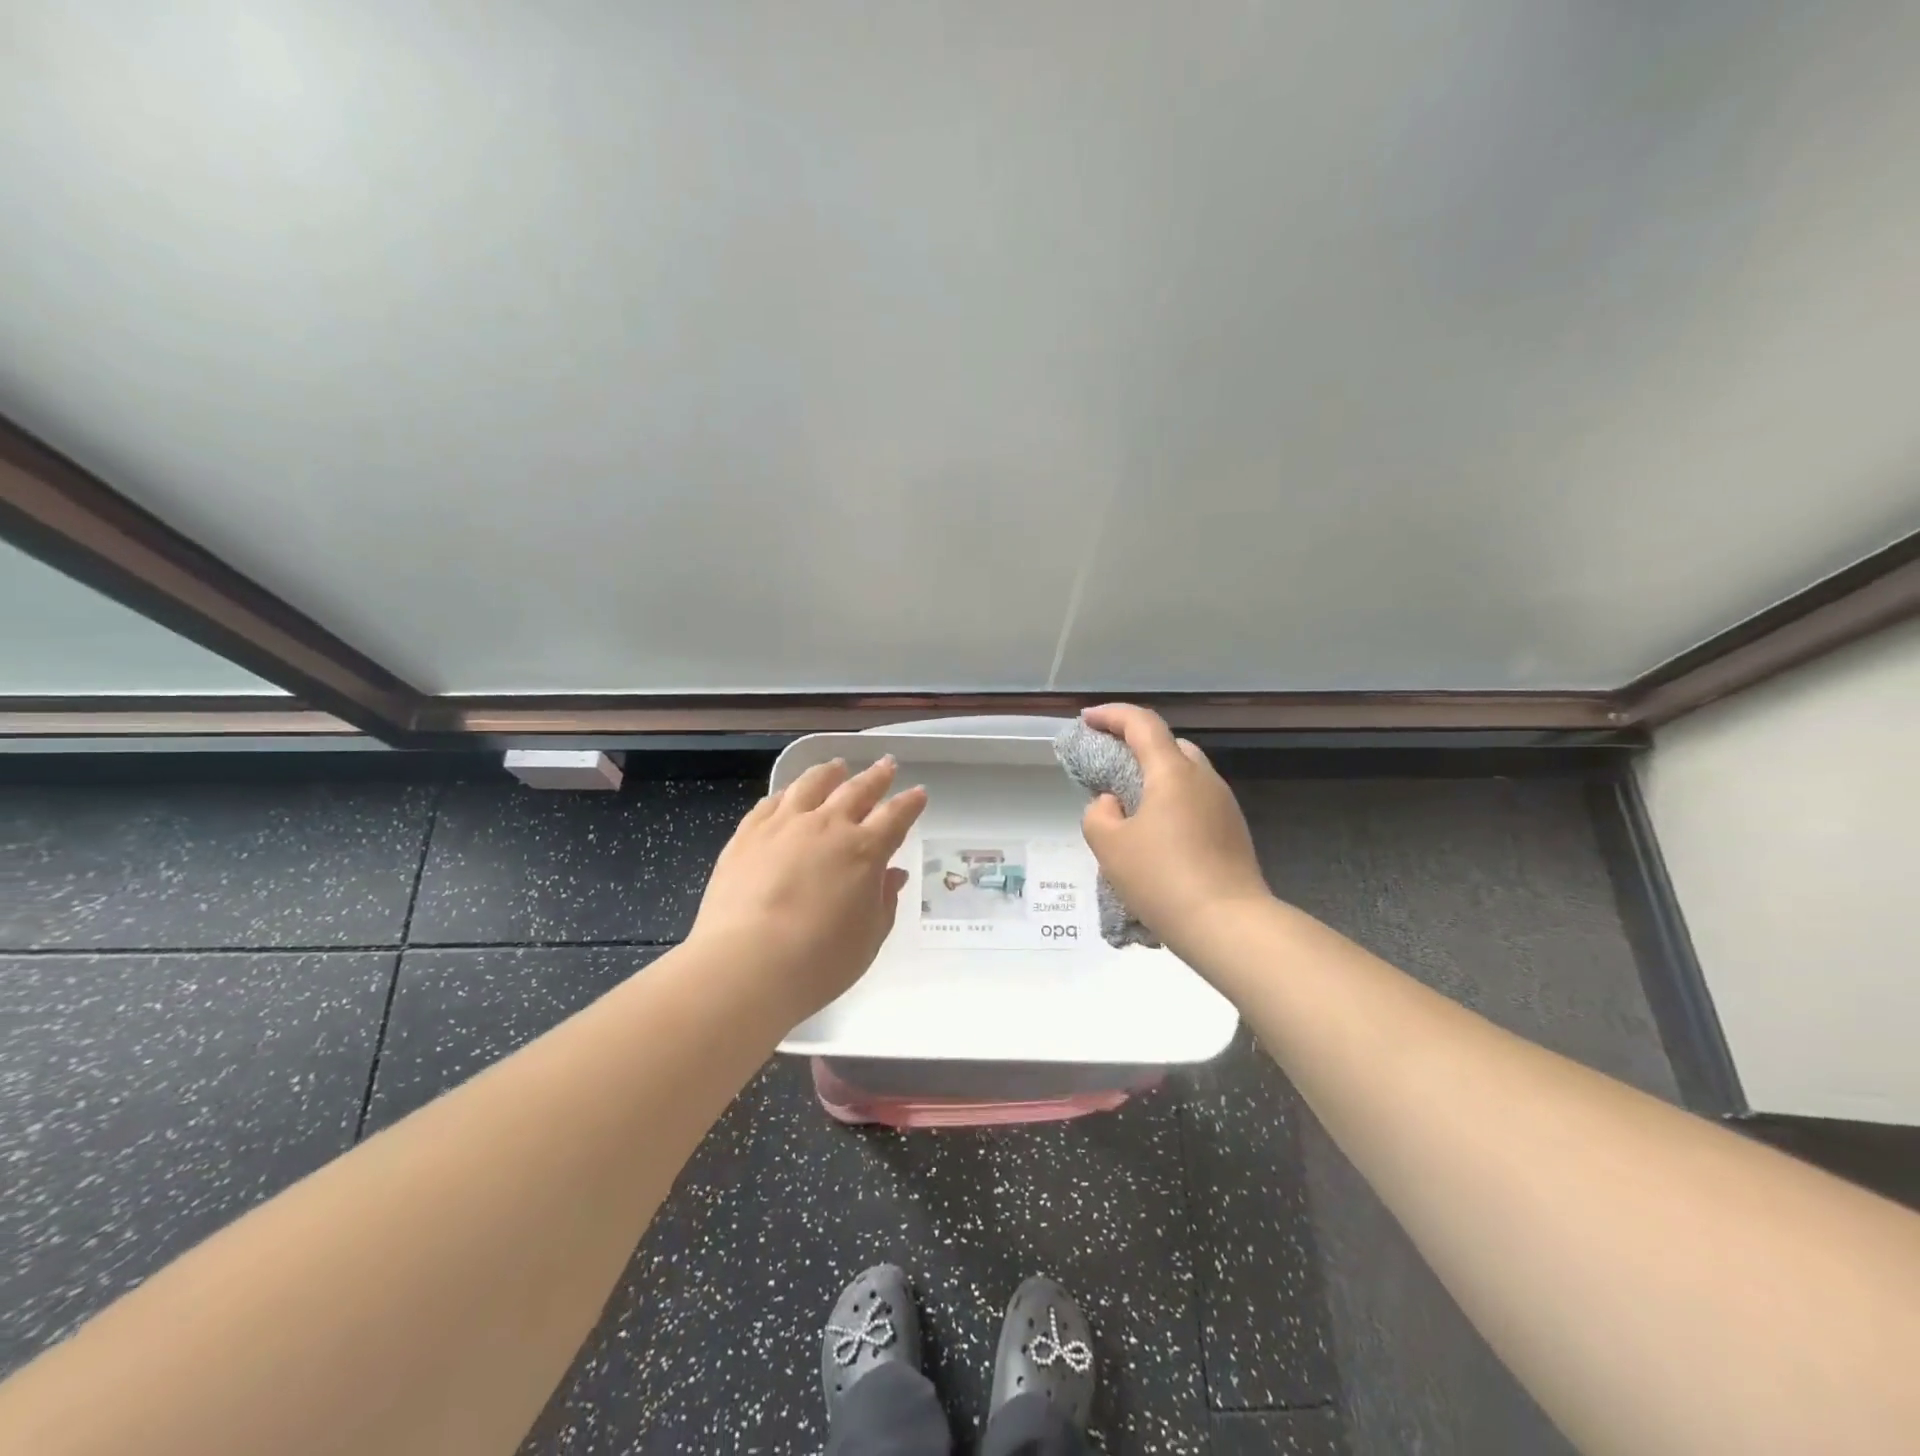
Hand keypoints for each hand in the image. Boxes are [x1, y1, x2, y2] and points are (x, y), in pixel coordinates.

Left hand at [691, 755, 926, 1021]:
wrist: (746, 964)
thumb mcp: (868, 938)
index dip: (909, 804)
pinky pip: (771, 802)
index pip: (895, 817)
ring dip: (829, 773)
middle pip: (857, 790)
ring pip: (811, 784)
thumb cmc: (819, 961)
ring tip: (836, 766)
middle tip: (887, 764)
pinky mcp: (747, 834)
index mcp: (864, 850)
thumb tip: (892, 874)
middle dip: (876, 776)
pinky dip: (787, 793)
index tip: (918, 792)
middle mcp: (827, 826)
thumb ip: (884, 902)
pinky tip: (788, 793)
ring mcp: (784, 825)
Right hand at [1078, 704, 1270, 956]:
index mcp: (1173, 772)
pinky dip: (1172, 804)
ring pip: (1185, 776)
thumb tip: (1111, 803)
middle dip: (1136, 746)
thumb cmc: (1162, 879)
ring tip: (1129, 807)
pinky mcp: (1233, 832)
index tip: (1087, 720)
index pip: (1142, 724)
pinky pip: (1196, 803)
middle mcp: (1204, 779)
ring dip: (1155, 779)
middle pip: (1169, 745)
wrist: (1229, 925)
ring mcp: (1224, 805)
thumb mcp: (1109, 846)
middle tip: (1109, 765)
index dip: (1111, 715)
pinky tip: (1157, 836)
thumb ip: (1098, 814)